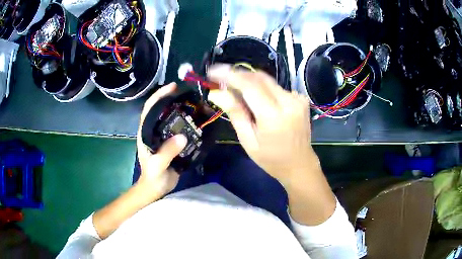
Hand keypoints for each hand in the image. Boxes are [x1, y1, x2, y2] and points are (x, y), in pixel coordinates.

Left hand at [136, 83, 186, 198]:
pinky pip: (179, 128)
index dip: (159, 95)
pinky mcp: (171, 142)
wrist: (156, 188)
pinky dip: (187, 122)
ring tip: (194, 103)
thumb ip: (167, 152)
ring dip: (180, 109)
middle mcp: (153, 130)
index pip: (150, 108)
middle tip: (188, 93)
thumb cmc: (153, 177)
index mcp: (145, 132)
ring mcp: (163, 136)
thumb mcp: (158, 165)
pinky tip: (197, 120)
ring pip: (170, 117)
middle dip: (172, 98)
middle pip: (161, 109)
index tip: (172, 87)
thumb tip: (182, 137)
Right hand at [207, 65, 315, 187]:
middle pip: (259, 77)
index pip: (249, 85)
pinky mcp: (300, 99)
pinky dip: (263, 89)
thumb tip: (216, 93)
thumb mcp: (248, 140)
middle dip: (237, 75)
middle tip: (221, 80)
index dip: (229, 75)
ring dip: (249, 82)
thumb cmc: (271, 159)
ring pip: (267, 81)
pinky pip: (276, 87)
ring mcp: (297, 99)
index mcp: (273, 116)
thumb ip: (235, 113)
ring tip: (236, 92)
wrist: (300, 164)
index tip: (212, 72)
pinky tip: (257, 100)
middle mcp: (288, 102)